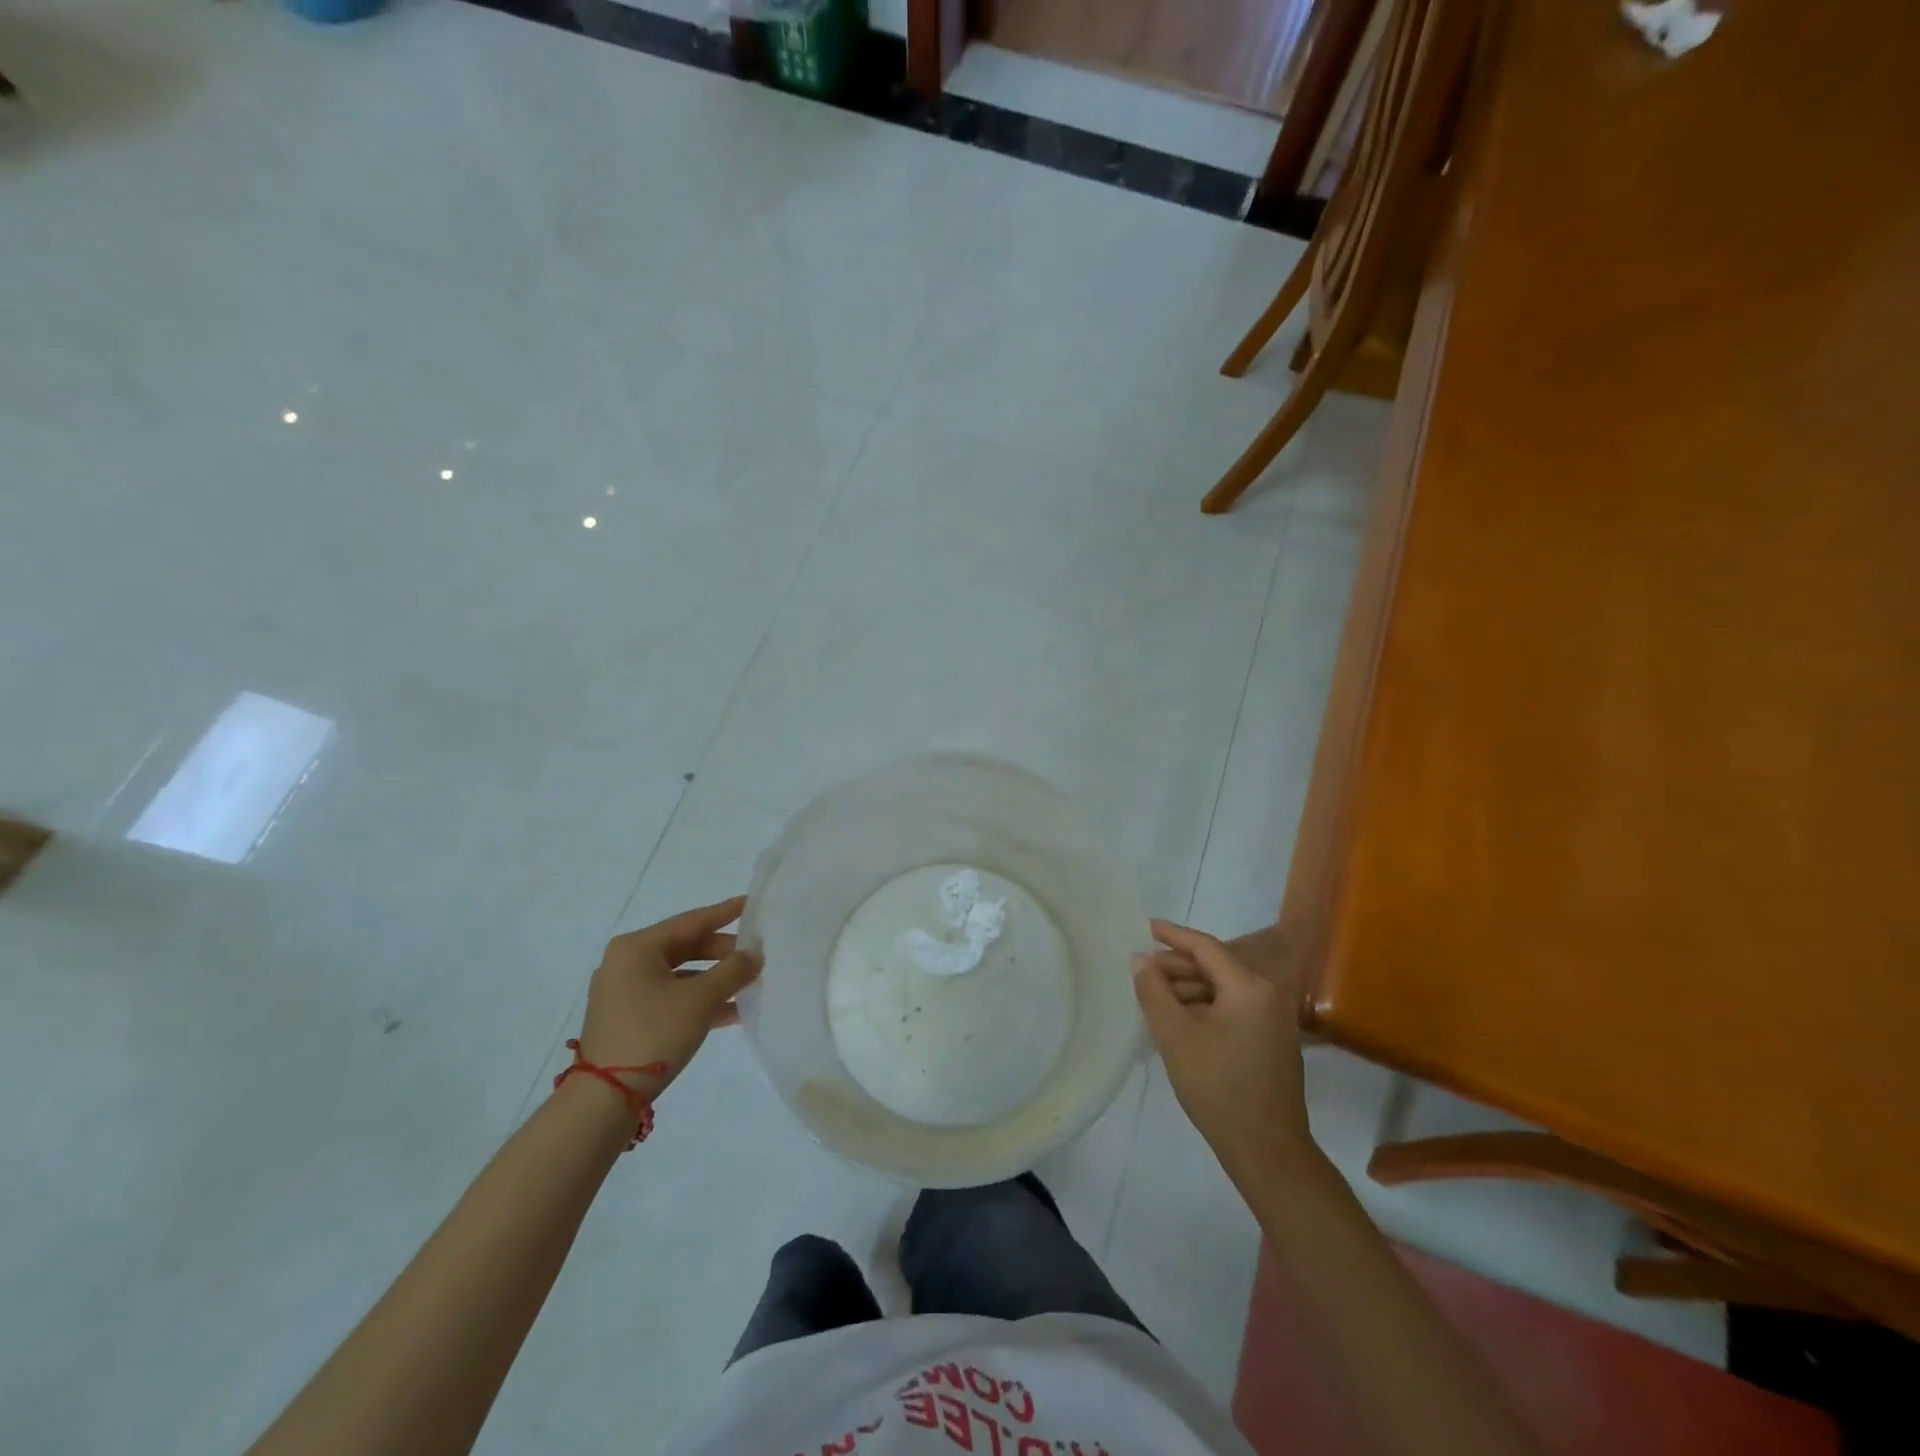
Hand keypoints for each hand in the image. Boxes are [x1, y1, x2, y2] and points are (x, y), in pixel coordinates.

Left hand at [577, 896, 760, 1095]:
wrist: (605, 1099)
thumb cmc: (653, 1033)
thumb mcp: (700, 999)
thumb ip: (733, 971)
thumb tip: (755, 955)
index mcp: (636, 948)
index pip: (691, 921)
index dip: (725, 913)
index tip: (751, 903)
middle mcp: (627, 963)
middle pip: (686, 947)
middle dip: (723, 953)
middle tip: (757, 955)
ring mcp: (625, 993)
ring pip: (681, 976)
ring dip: (715, 980)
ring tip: (750, 984)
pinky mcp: (629, 1019)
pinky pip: (672, 998)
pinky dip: (700, 1001)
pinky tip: (732, 1012)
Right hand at [1134, 919, 1316, 1182]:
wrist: (1267, 1151)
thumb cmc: (1218, 1087)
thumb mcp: (1175, 1036)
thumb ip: (1154, 991)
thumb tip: (1140, 959)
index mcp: (1250, 987)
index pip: (1206, 947)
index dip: (1173, 935)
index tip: (1146, 927)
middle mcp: (1268, 996)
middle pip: (1216, 967)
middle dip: (1177, 966)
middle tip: (1141, 969)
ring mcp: (1273, 1021)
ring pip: (1223, 990)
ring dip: (1188, 989)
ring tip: (1153, 995)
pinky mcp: (1271, 1043)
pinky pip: (1232, 1010)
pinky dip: (1204, 1008)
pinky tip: (1178, 1020)